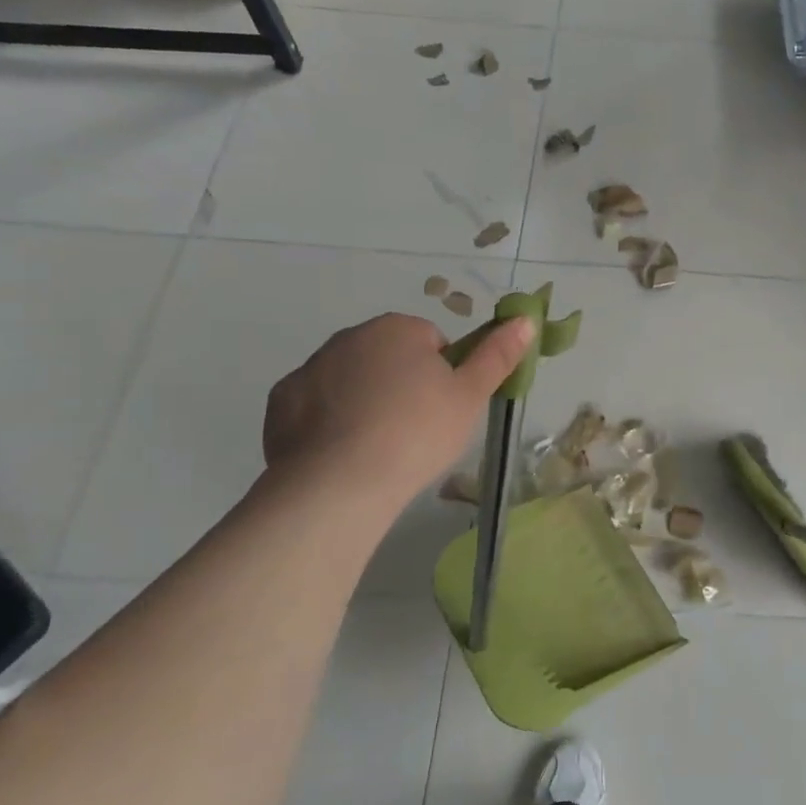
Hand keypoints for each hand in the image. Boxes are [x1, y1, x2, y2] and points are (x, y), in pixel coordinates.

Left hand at [263, 313, 535, 504]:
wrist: (339, 484)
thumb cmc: (416, 433)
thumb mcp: (470, 396)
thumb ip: (498, 355)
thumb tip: (525, 320)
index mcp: (396, 328)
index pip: (431, 342)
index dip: (443, 376)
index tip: (442, 409)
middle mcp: (349, 337)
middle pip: (388, 357)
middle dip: (401, 384)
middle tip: (415, 430)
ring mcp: (309, 369)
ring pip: (350, 380)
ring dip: (365, 402)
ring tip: (378, 448)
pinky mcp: (280, 403)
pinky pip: (315, 406)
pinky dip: (328, 422)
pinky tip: (342, 454)